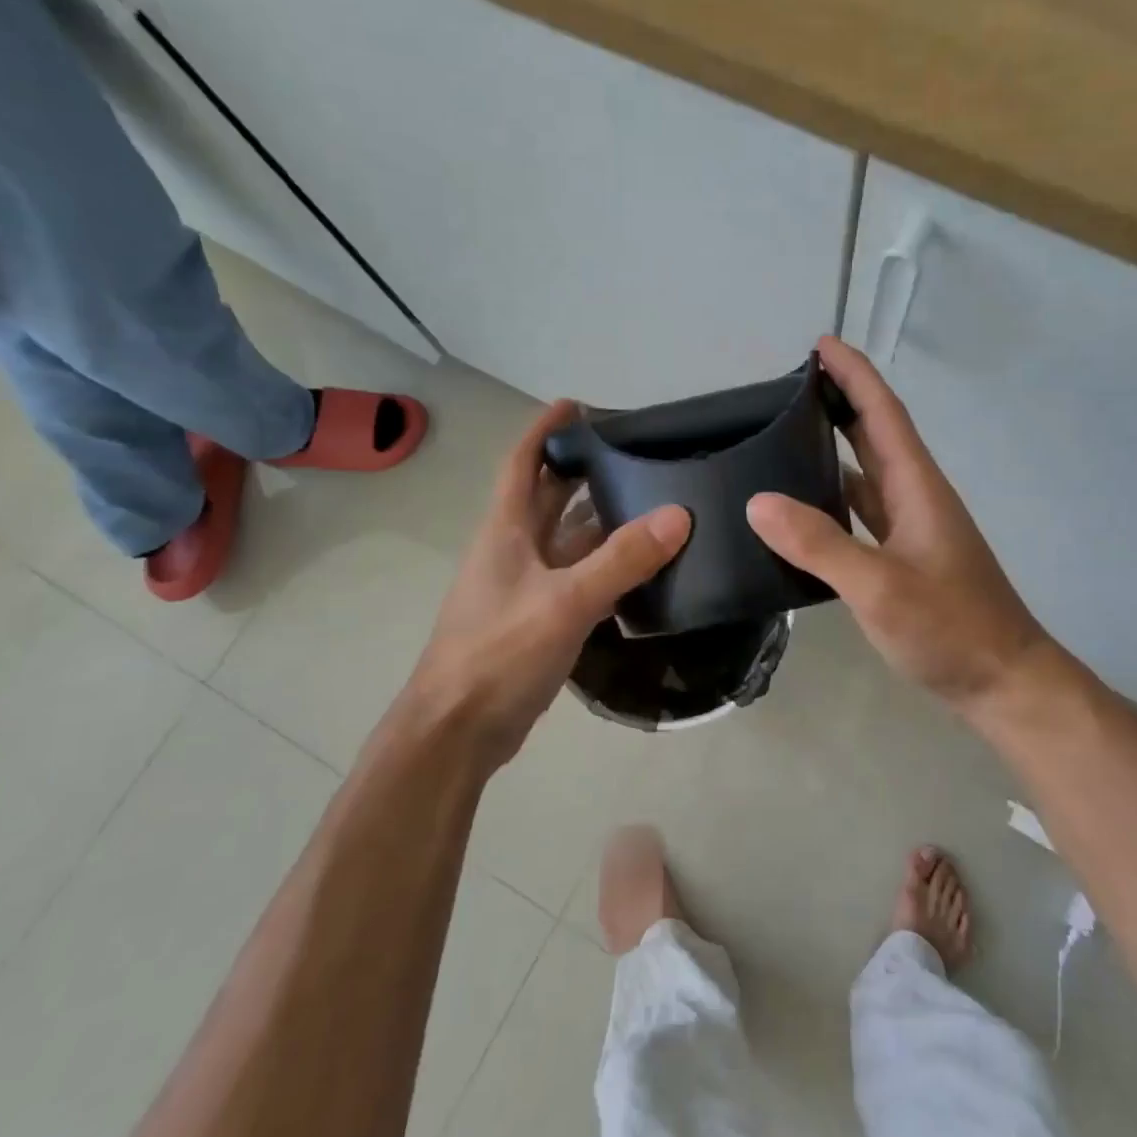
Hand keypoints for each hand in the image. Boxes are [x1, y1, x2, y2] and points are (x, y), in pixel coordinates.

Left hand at [390, 400, 690, 771]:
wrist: (457, 730)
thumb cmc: (499, 653)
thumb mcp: (565, 601)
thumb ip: (622, 559)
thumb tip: (679, 515)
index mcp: (506, 530)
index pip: (522, 462)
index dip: (544, 430)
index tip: (577, 405)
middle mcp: (514, 550)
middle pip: (549, 497)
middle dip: (583, 471)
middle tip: (635, 455)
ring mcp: (526, 587)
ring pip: (568, 540)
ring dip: (601, 521)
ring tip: (652, 503)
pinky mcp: (539, 620)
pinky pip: (578, 579)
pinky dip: (606, 567)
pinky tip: (642, 568)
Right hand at [747, 337, 1060, 716]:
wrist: (1002, 681)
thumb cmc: (950, 629)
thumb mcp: (879, 587)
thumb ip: (819, 544)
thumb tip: (758, 501)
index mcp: (916, 487)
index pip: (882, 413)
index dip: (854, 374)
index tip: (821, 344)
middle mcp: (915, 498)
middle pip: (876, 434)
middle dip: (841, 399)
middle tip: (791, 382)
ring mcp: (912, 529)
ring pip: (868, 472)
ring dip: (836, 445)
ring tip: (787, 434)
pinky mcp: (905, 557)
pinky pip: (864, 511)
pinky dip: (836, 496)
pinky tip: (805, 507)